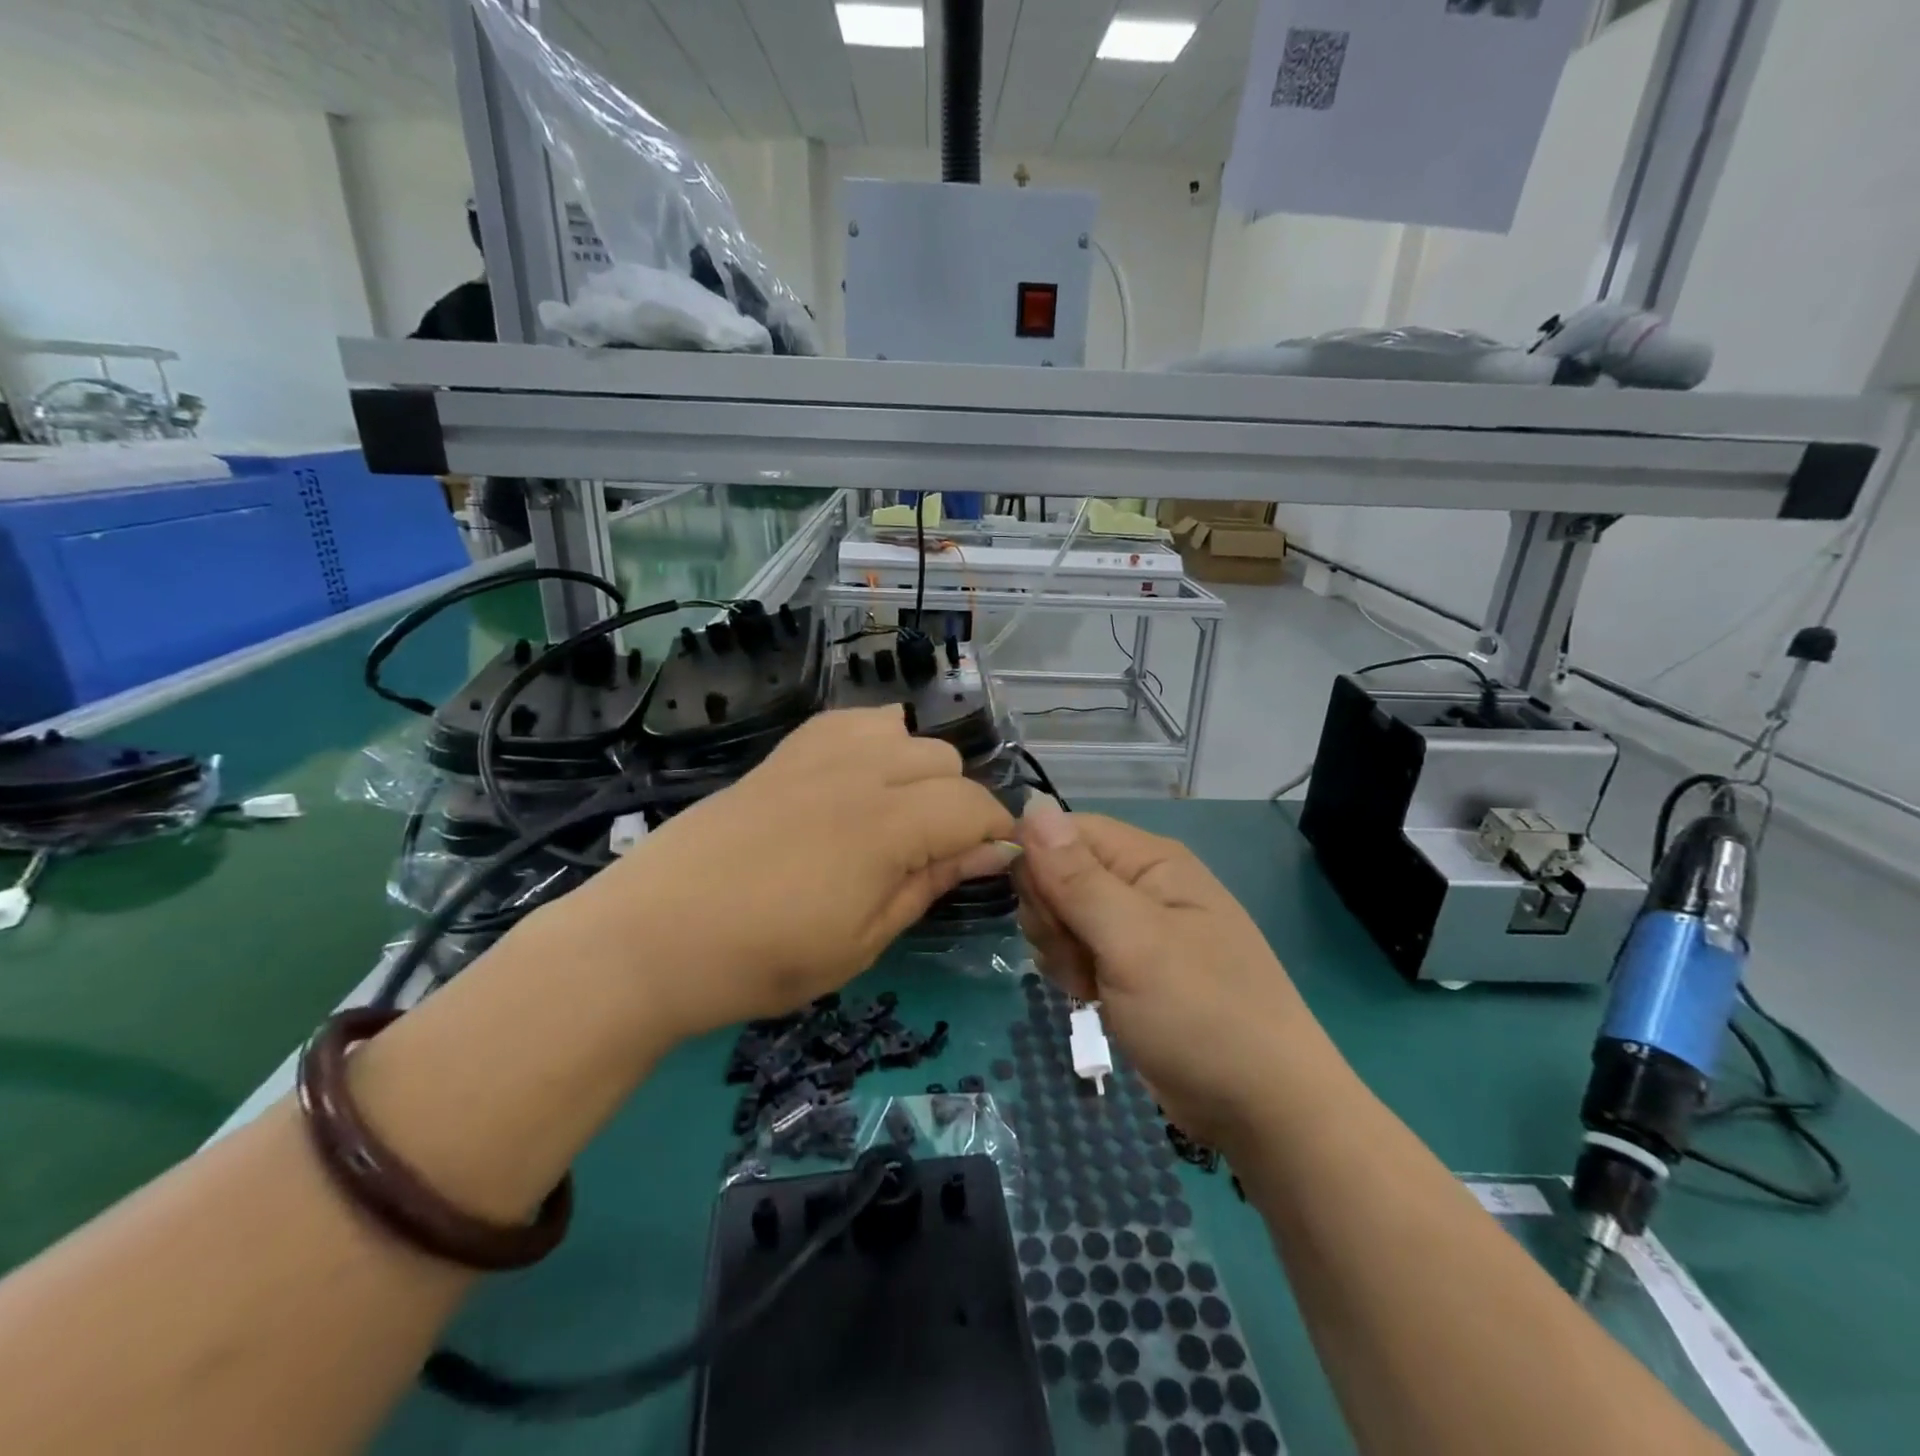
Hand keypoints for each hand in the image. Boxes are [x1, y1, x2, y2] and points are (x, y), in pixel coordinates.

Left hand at [554, 709, 1017, 1040]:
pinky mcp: (783, 753)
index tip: (992, 864)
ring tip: (893, 813)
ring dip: (915, 768)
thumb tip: (993, 852)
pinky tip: (854, 780)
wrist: (652, 938)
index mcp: (888, 825)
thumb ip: (930, 883)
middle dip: (957, 804)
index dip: (996, 833)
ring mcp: (817, 754)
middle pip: (944, 759)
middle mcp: (861, 772)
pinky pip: (848, 720)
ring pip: (902, 729)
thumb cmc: (764, 959)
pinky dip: (871, 741)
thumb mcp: (864, 939)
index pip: (975, 804)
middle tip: (931, 854)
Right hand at [1013, 798, 1331, 1150]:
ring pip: (1060, 914)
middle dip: (1051, 914)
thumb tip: (1031, 802)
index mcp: (1150, 860)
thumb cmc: (1201, 1014)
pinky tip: (1092, 998)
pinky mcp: (1126, 966)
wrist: (1263, 1110)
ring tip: (1091, 984)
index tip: (1044, 910)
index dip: (1039, 862)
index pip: (1066, 831)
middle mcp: (1140, 883)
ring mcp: (1134, 928)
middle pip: (1058, 872)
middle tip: (1079, 954)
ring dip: (1059, 949)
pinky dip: (1072, 972)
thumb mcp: (1132, 941)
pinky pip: (1075, 949)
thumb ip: (1076, 876)